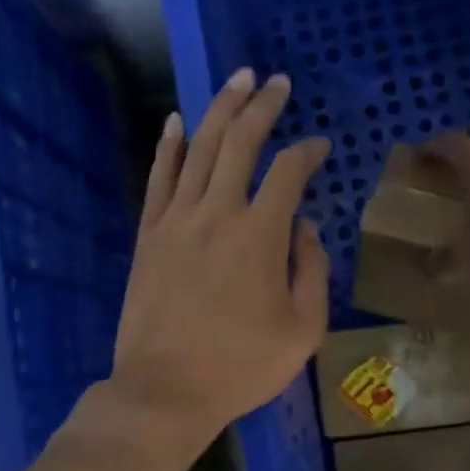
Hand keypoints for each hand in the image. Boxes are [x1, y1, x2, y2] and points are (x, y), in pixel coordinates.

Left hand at [106, 68, 330, 458]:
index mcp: (260, 235)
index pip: (288, 171)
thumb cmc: (241, 366)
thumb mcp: (303, 330)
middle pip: (240, 141)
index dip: (308, 151)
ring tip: (238, 80)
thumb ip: (312, 270)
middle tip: (276, 82)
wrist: (165, 390)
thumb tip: (305, 227)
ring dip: (220, 109)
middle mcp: (217, 213)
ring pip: (198, 147)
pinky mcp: (148, 235)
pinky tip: (176, 121)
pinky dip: (169, 146)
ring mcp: (176, 220)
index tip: (321, 146)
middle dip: (262, 105)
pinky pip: (159, 178)